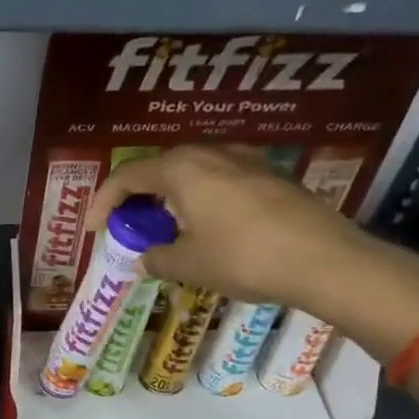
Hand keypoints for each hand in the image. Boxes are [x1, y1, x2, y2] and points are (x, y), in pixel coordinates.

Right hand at [86, 145, 387, 318]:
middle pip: (160, 168)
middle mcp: (212, 153)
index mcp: (182, 169)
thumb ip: (157, 258)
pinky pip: (220, 180)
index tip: (93, 229)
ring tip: (165, 229)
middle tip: (128, 228)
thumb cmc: (244, 258)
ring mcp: (247, 160)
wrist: (325, 260)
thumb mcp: (188, 265)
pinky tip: (206, 228)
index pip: (127, 176)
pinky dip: (200, 199)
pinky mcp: (272, 176)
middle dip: (137, 198)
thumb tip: (146, 258)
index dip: (103, 202)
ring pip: (193, 172)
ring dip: (170, 198)